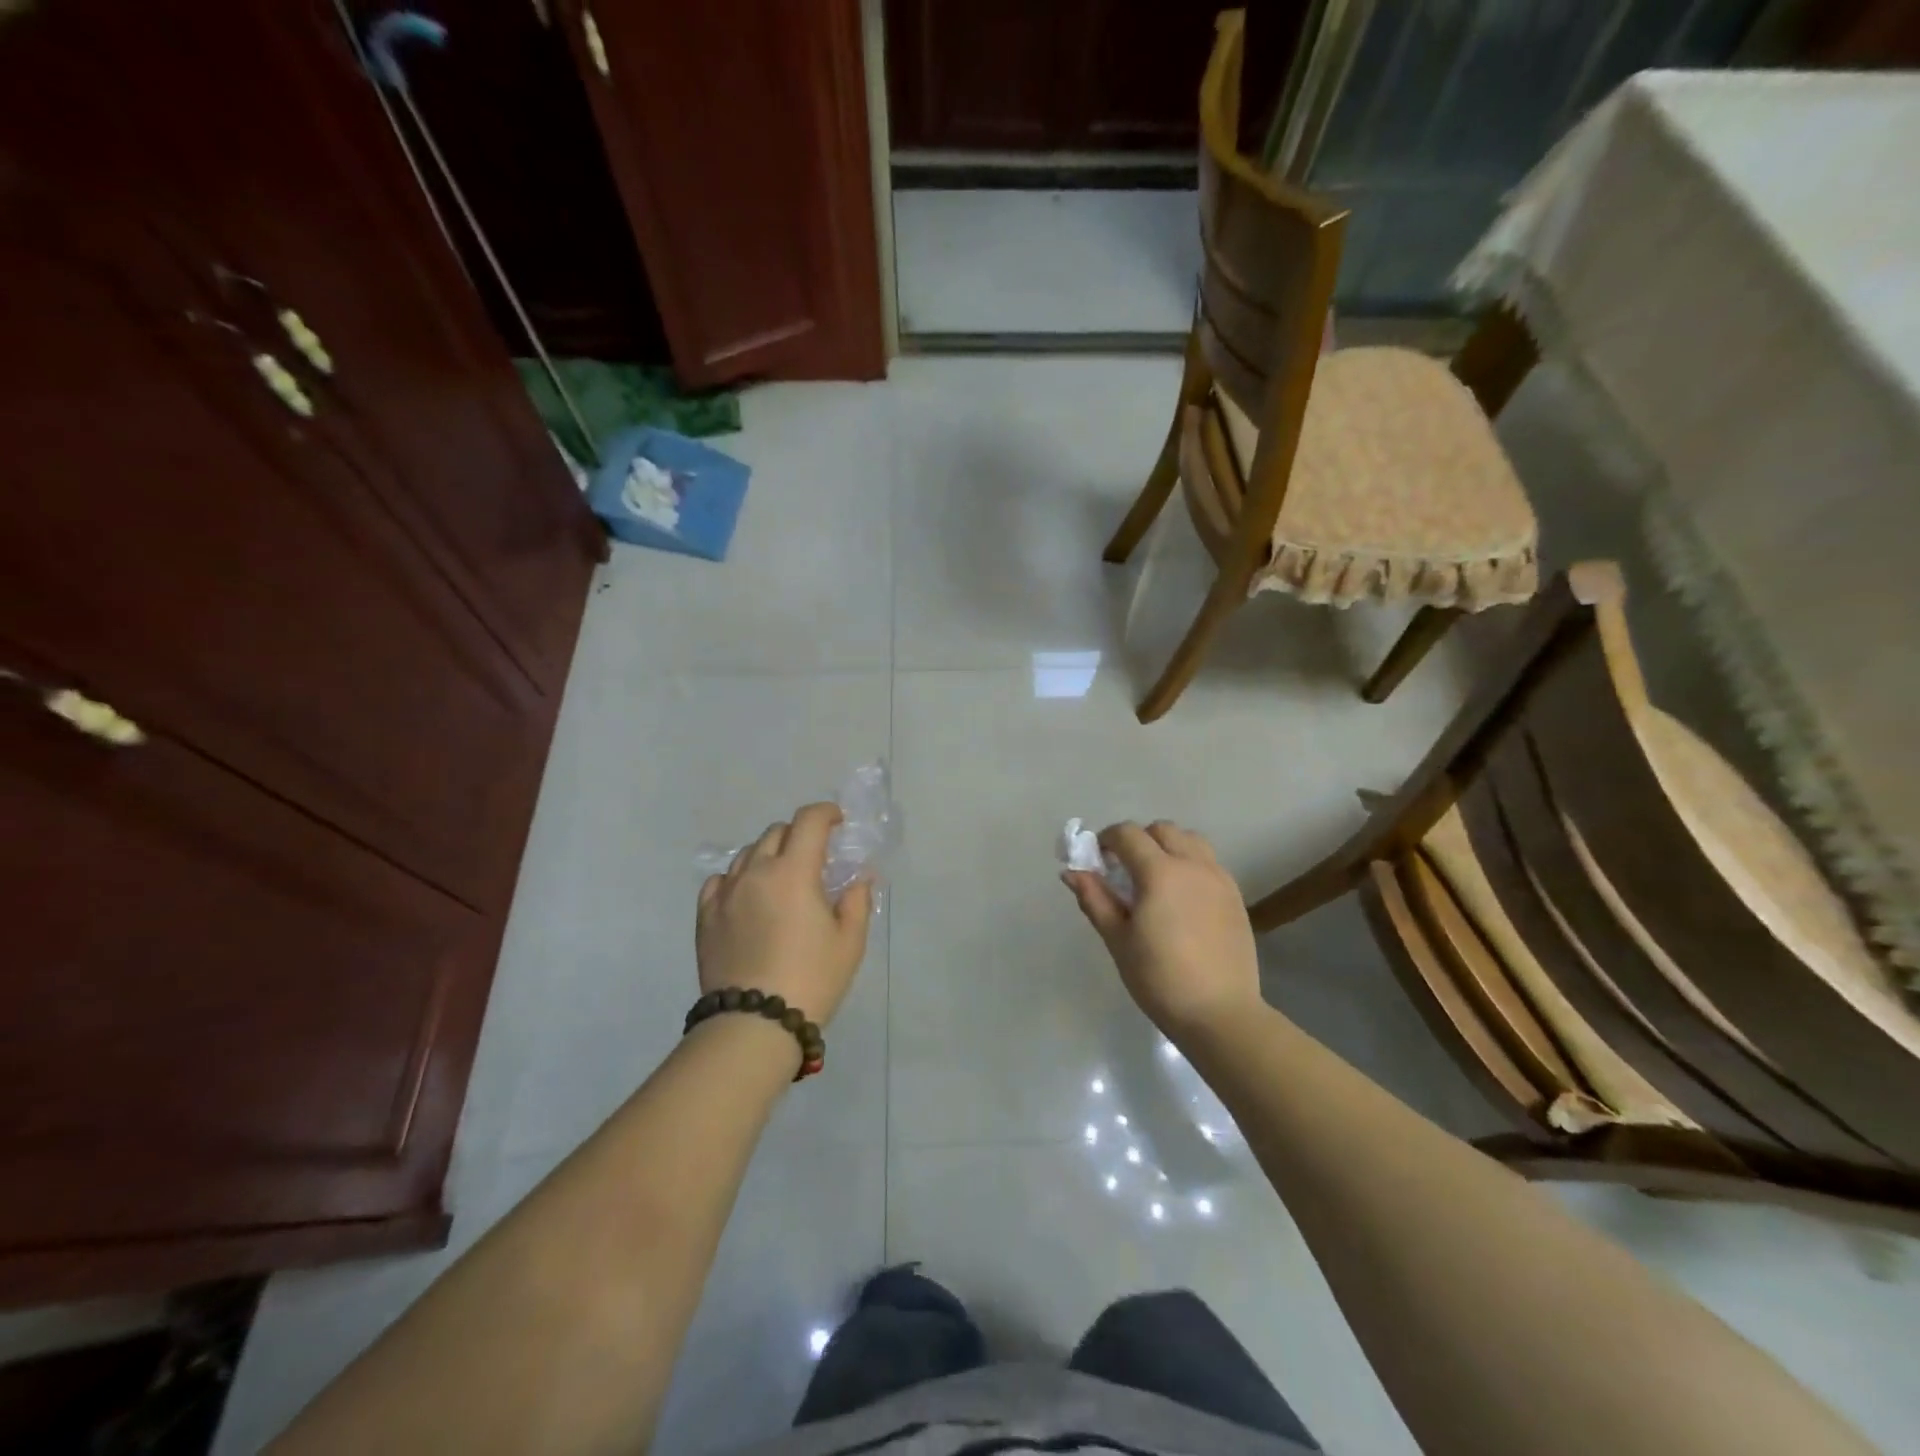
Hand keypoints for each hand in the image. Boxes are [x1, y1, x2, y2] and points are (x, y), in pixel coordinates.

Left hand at [697, 803, 872, 1026]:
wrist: (754, 1024)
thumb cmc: (812, 979)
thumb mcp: (849, 942)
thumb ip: (857, 901)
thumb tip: (858, 878)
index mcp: (794, 872)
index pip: (808, 821)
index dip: (826, 813)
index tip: (838, 822)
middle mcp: (756, 872)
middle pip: (776, 832)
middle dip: (799, 835)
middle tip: (814, 857)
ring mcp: (726, 893)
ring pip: (747, 853)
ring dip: (769, 854)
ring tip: (781, 877)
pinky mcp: (706, 916)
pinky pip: (720, 880)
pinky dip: (739, 877)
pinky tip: (748, 896)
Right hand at [1062, 820, 1262, 1039]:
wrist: (1219, 1013)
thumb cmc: (1159, 978)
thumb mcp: (1118, 939)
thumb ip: (1094, 899)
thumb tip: (1072, 872)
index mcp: (1160, 872)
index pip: (1128, 834)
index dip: (1107, 839)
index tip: (1097, 859)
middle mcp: (1192, 865)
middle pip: (1162, 830)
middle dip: (1138, 840)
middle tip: (1124, 869)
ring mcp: (1218, 879)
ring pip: (1191, 840)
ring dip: (1168, 846)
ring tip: (1156, 878)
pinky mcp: (1234, 896)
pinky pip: (1209, 862)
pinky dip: (1190, 864)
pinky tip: (1181, 897)